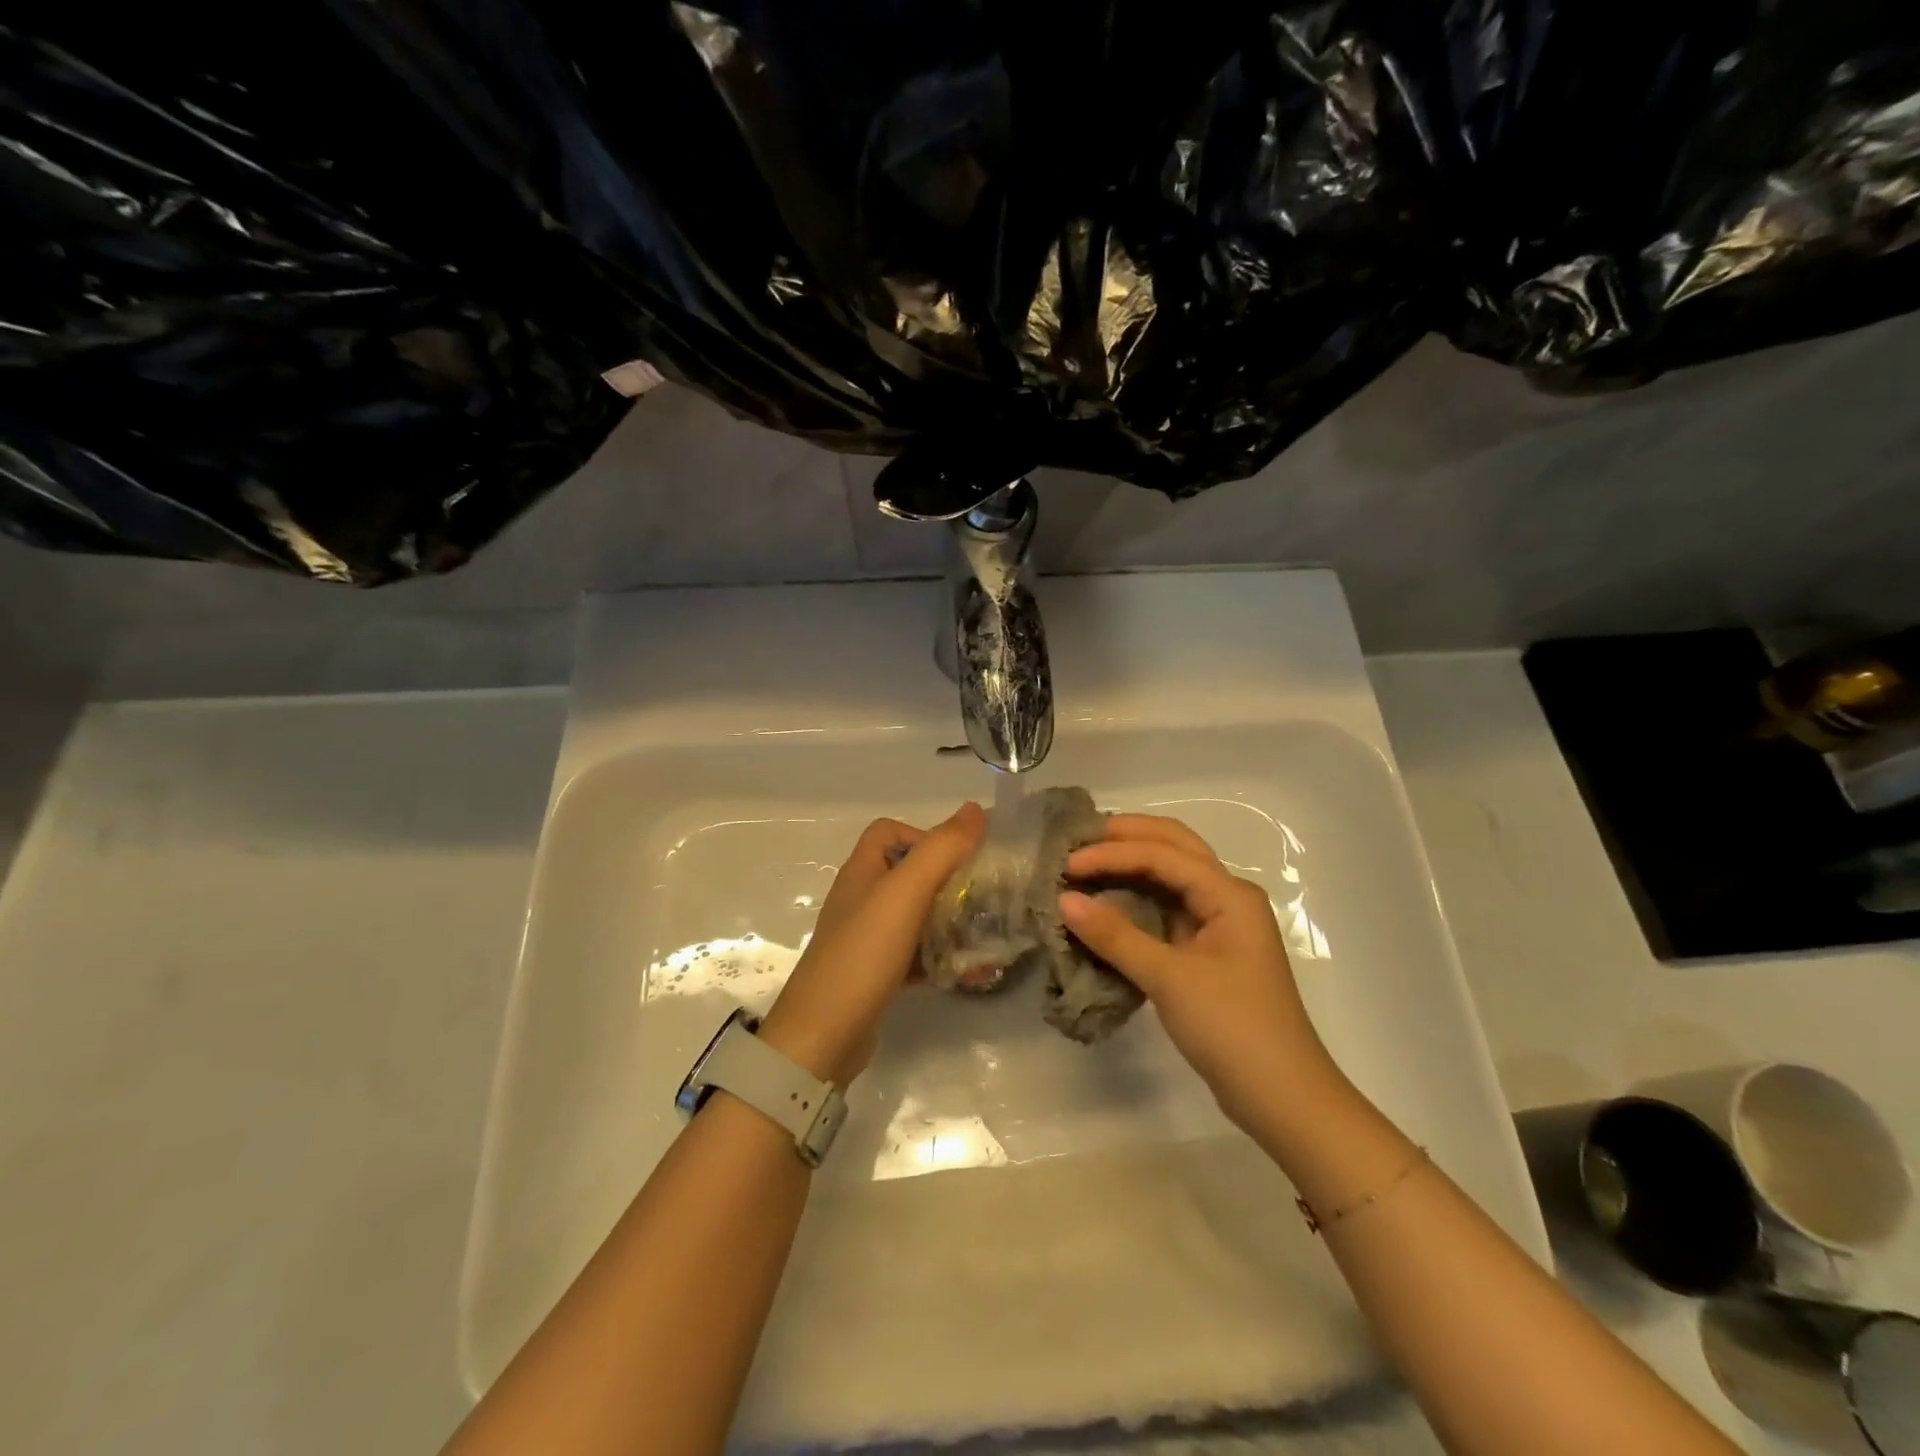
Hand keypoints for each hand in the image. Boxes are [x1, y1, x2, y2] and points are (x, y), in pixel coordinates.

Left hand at [758, 802, 986, 1084]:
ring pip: (914, 916)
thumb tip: (975, 809)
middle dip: (948, 881)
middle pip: (908, 873)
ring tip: (984, 936)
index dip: (924, 835)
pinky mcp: (875, 974)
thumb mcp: (905, 893)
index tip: (957, 860)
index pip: (890, 831)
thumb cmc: (863, 954)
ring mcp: (866, 939)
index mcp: (862, 871)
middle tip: (983, 899)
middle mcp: (861, 899)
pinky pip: (913, 955)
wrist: (822, 1036)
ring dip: (948, 921)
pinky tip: (964, 972)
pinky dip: (938, 957)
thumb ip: (941, 849)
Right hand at [1059, 814, 1345, 1129]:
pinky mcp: (1207, 951)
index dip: (1111, 854)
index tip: (1067, 864)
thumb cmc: (1233, 1030)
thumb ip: (1116, 936)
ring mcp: (1219, 925)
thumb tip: (1064, 900)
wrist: (1283, 1099)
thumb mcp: (1170, 980)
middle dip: (1127, 836)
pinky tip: (1107, 903)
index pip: (1162, 855)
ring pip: (1171, 876)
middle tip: (1078, 839)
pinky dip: (1136, 899)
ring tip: (1087, 861)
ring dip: (1131, 864)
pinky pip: (1167, 909)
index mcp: (1229, 895)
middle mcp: (1227, 898)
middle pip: (1174, 846)